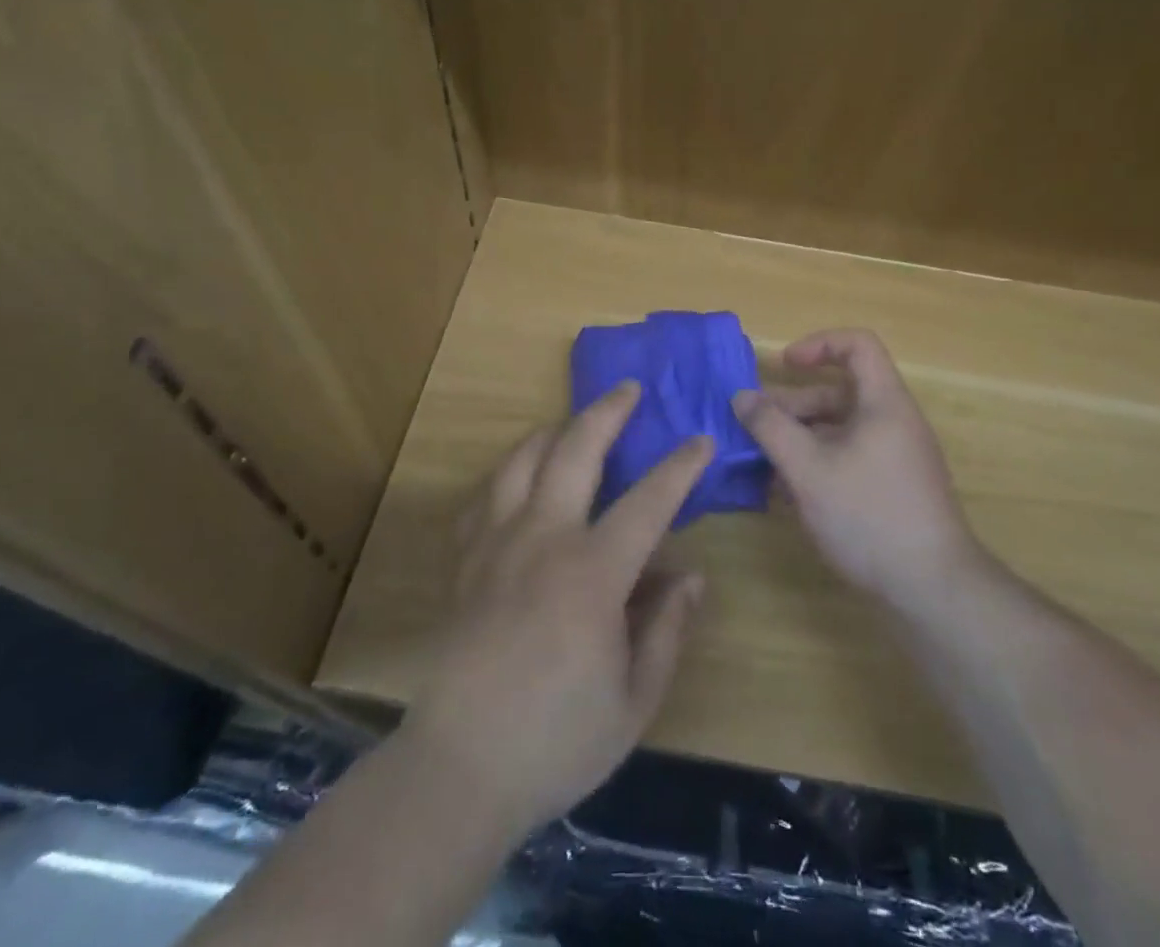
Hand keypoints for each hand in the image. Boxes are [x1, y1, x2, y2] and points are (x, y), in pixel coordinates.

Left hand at [403, 382, 710, 836]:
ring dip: (553, 431)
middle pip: (574, 451)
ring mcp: (496, 544)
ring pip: (522, 460)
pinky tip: (518, 481)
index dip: (679, 467)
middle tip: (629, 389)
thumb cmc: (556, 739)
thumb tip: (690, 576)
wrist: (457, 770)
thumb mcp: (634, 701)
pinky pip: (485, 497)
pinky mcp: (465, 561)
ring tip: (572, 424)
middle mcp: (542, 539)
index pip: (647, 502)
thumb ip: (667, 630)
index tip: (701, 439)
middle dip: (606, 412)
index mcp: (591, 573)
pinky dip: (508, 475)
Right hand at [733, 329, 981, 612]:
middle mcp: (894, 421)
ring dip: (800, 438)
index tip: (783, 367)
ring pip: (841, 429)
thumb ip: (771, 428)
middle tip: (754, 425)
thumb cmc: (868, 515)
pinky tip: (788, 492)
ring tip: (762, 462)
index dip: (819, 345)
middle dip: (793, 403)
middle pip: (841, 392)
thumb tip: (742, 397)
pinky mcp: (892, 487)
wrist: (932, 589)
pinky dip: (818, 462)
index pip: (858, 345)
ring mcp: (896, 457)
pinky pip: (850, 457)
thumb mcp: (808, 469)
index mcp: (883, 402)